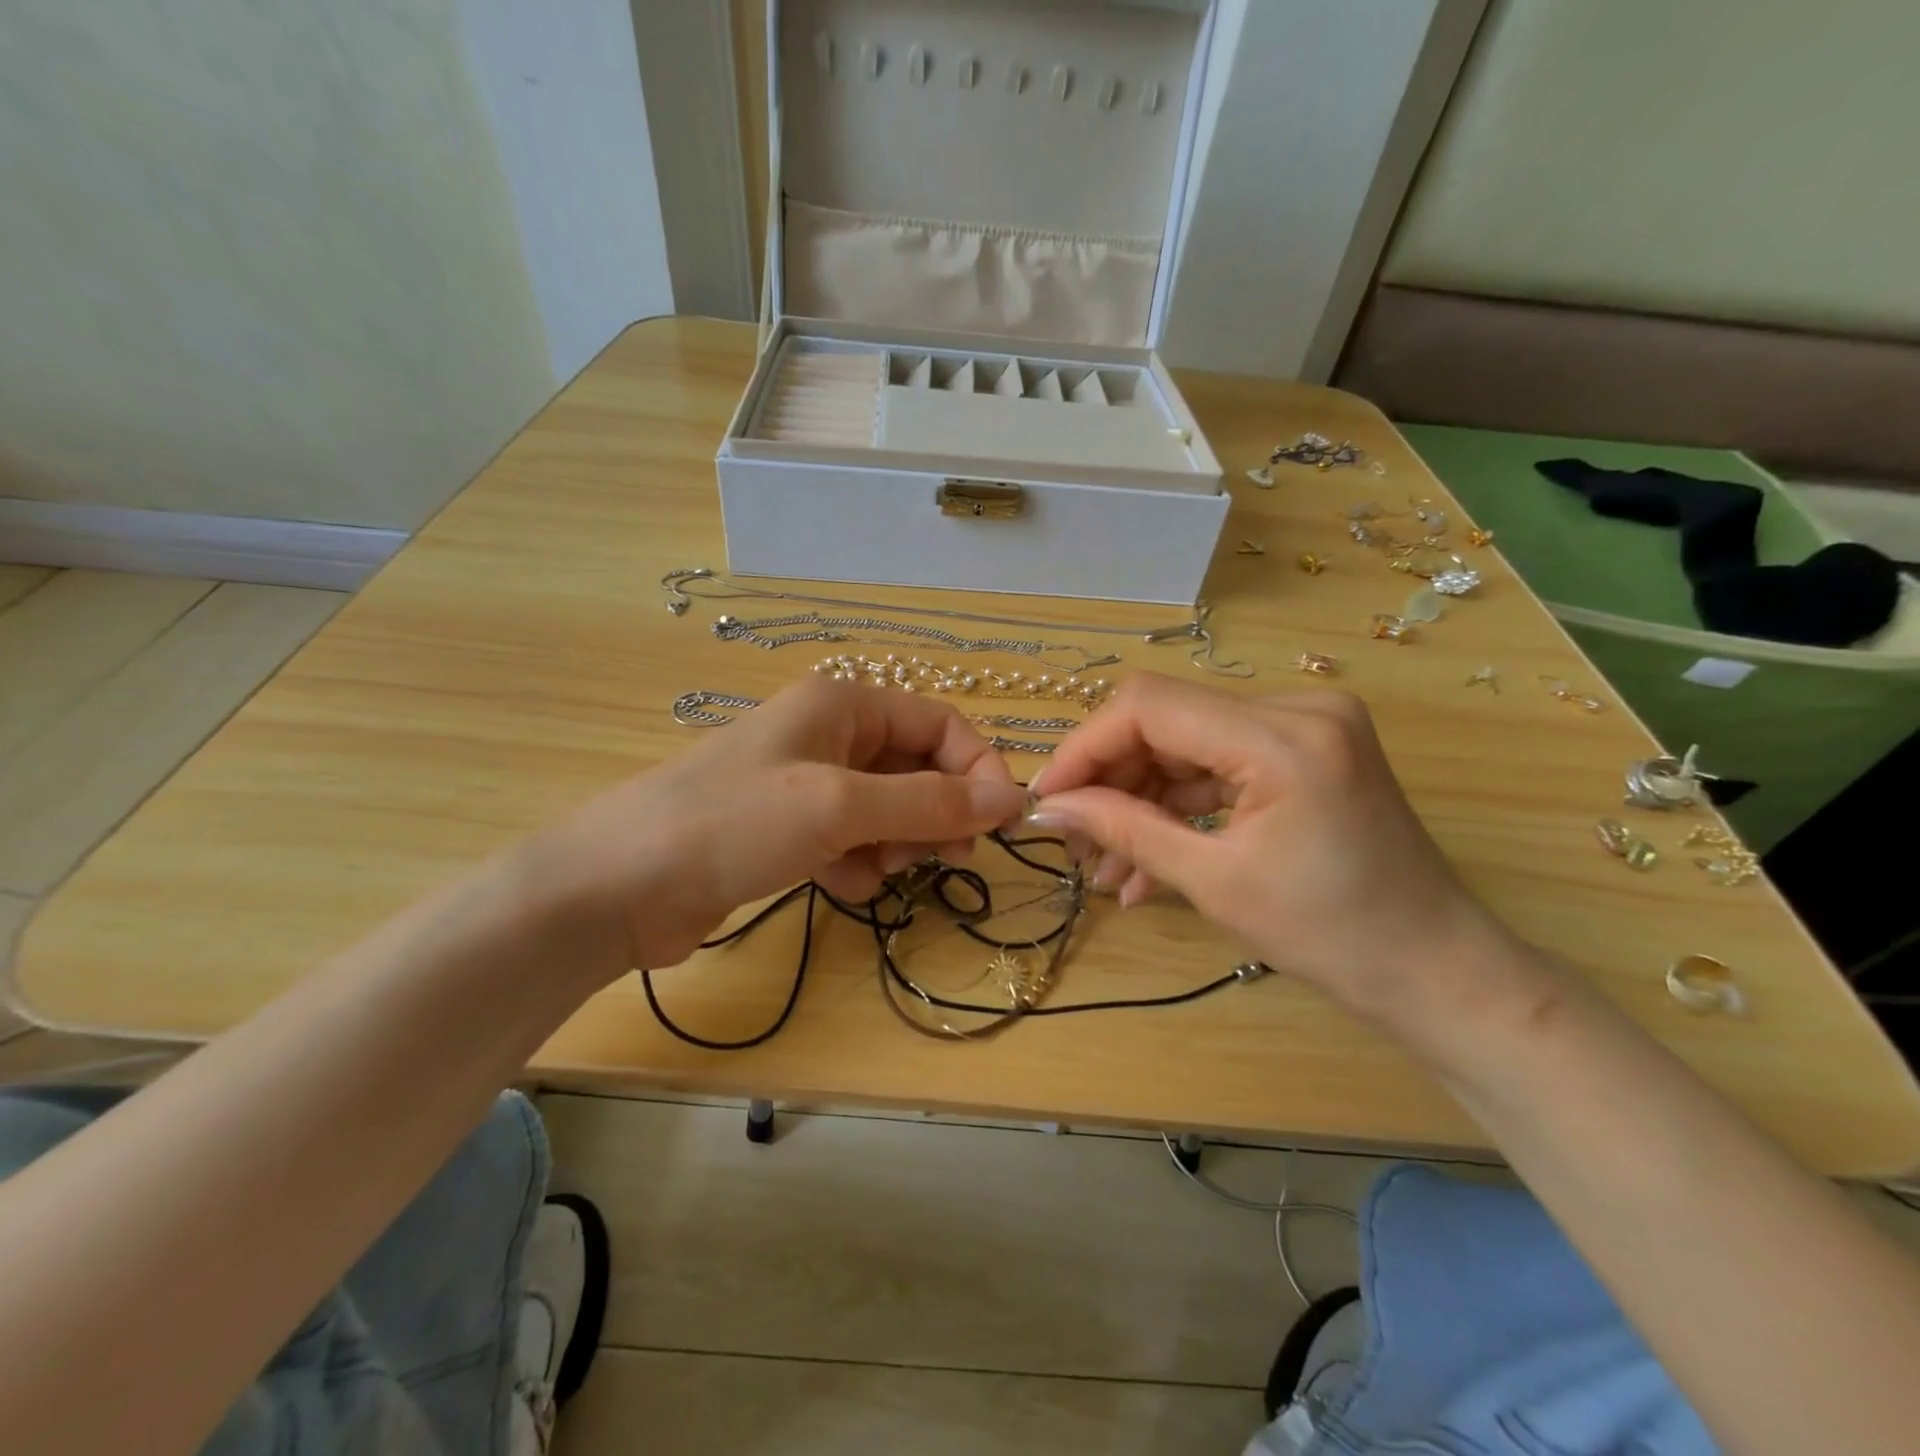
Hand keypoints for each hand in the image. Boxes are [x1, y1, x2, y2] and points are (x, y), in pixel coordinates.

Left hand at [525, 678, 1028, 977]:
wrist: (619, 888)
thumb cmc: (733, 824)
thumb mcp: (839, 808)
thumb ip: (929, 802)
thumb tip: (1011, 798)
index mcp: (843, 705)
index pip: (940, 724)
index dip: (976, 769)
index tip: (1000, 824)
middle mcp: (830, 735)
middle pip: (918, 768)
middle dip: (936, 814)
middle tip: (944, 859)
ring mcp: (808, 785)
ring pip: (890, 810)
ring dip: (897, 844)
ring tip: (875, 870)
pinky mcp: (790, 831)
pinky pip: (854, 841)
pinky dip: (859, 864)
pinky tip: (839, 884)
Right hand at [1024, 673, 1519, 1021]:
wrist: (1434, 970)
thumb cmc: (1331, 936)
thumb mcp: (1213, 882)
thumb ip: (1124, 829)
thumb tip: (1050, 808)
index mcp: (1283, 735)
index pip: (1150, 706)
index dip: (1086, 746)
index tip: (1049, 798)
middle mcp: (1297, 708)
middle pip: (1165, 719)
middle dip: (1110, 779)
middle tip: (1074, 840)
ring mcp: (1304, 725)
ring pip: (1185, 745)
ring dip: (1140, 800)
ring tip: (1105, 867)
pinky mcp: (1303, 750)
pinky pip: (1218, 766)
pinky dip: (1178, 807)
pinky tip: (1145, 862)